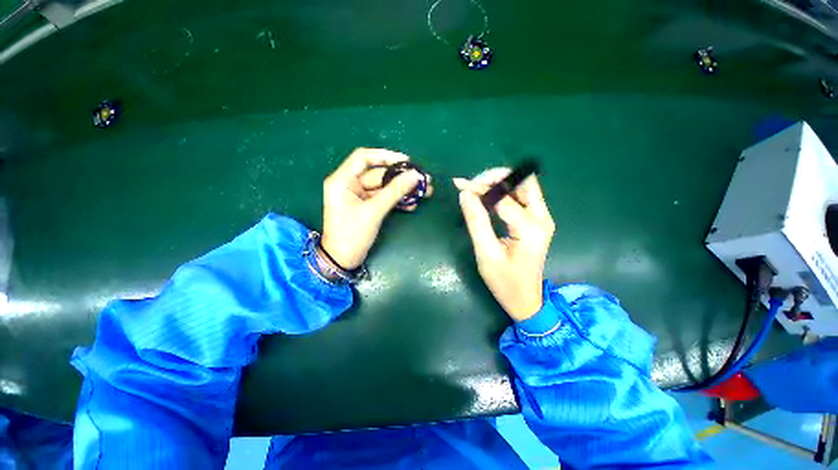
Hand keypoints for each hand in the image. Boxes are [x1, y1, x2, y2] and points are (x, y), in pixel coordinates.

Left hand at [322, 148, 432, 268]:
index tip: (406, 161)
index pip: (363, 158)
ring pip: (384, 187)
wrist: (343, 260)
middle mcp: (350, 185)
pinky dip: (397, 201)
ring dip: (403, 190)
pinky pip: (384, 199)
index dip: (385, 156)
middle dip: (401, 177)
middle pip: (378, 174)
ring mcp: (359, 197)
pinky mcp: (367, 207)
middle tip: (423, 179)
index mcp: (342, 180)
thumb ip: (394, 192)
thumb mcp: (374, 211)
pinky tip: (412, 205)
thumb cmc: (352, 234)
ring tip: (424, 191)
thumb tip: (415, 176)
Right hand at [453, 169, 554, 320]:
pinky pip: (521, 197)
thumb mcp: (486, 254)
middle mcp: (542, 218)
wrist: (526, 300)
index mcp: (530, 228)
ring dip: (500, 182)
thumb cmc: (505, 282)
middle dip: (496, 177)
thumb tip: (465, 194)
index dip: (480, 188)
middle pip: (523, 181)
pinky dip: (504, 192)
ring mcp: (542, 219)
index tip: (460, 185)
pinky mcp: (537, 222)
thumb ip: (476, 222)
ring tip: (476, 187)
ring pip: (523, 186)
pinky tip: (487, 197)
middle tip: (472, 184)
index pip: (503, 197)